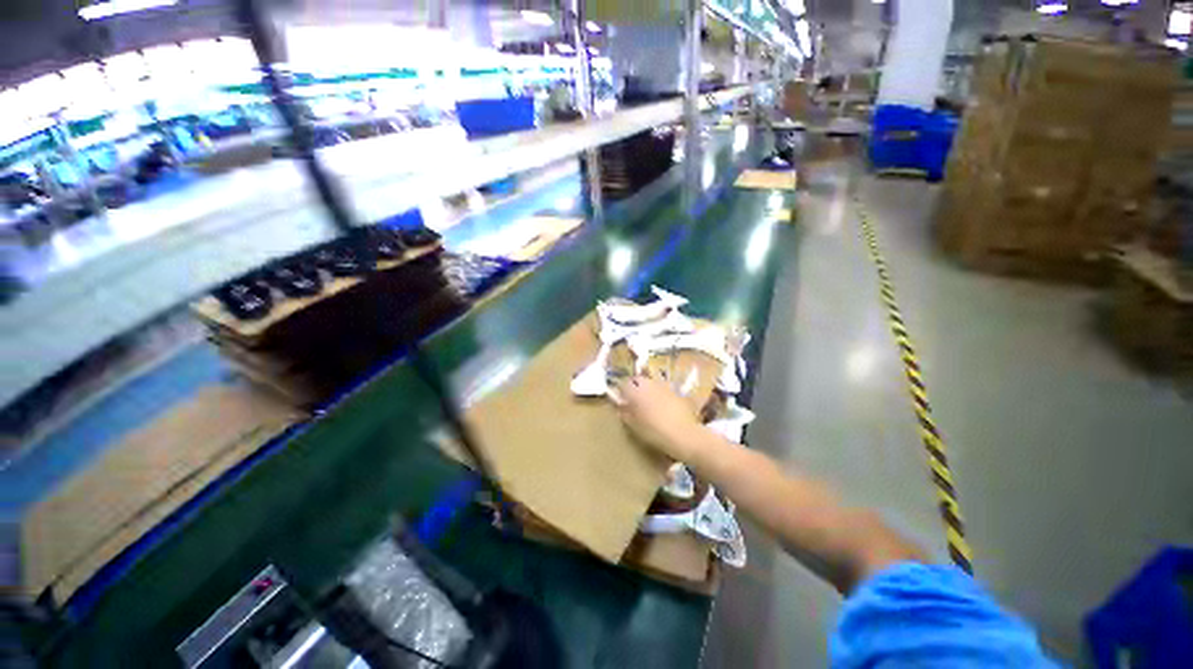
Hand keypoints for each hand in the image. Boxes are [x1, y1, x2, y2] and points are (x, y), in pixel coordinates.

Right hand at [611, 373, 706, 461]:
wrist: (683, 434)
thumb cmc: (654, 432)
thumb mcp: (635, 426)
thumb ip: (625, 415)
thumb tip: (621, 409)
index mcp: (635, 391)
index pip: (623, 385)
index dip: (622, 392)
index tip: (623, 401)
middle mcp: (649, 384)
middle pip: (638, 380)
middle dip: (635, 387)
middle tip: (635, 400)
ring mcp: (663, 385)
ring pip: (652, 382)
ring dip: (649, 389)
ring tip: (650, 402)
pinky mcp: (676, 391)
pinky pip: (664, 388)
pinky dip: (661, 394)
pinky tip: (664, 406)